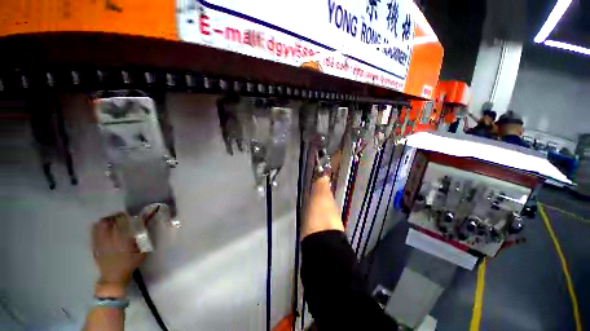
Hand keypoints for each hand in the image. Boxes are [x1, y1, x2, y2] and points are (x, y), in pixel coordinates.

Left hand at [92, 212, 144, 296]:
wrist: (113, 277)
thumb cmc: (130, 264)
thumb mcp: (141, 252)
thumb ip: (142, 238)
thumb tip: (143, 226)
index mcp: (123, 240)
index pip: (122, 222)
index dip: (125, 217)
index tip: (130, 216)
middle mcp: (110, 239)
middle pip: (109, 221)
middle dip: (115, 217)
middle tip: (121, 218)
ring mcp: (100, 242)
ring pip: (100, 225)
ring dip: (107, 221)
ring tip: (112, 221)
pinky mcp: (95, 246)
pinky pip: (94, 232)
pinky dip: (99, 227)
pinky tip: (104, 228)